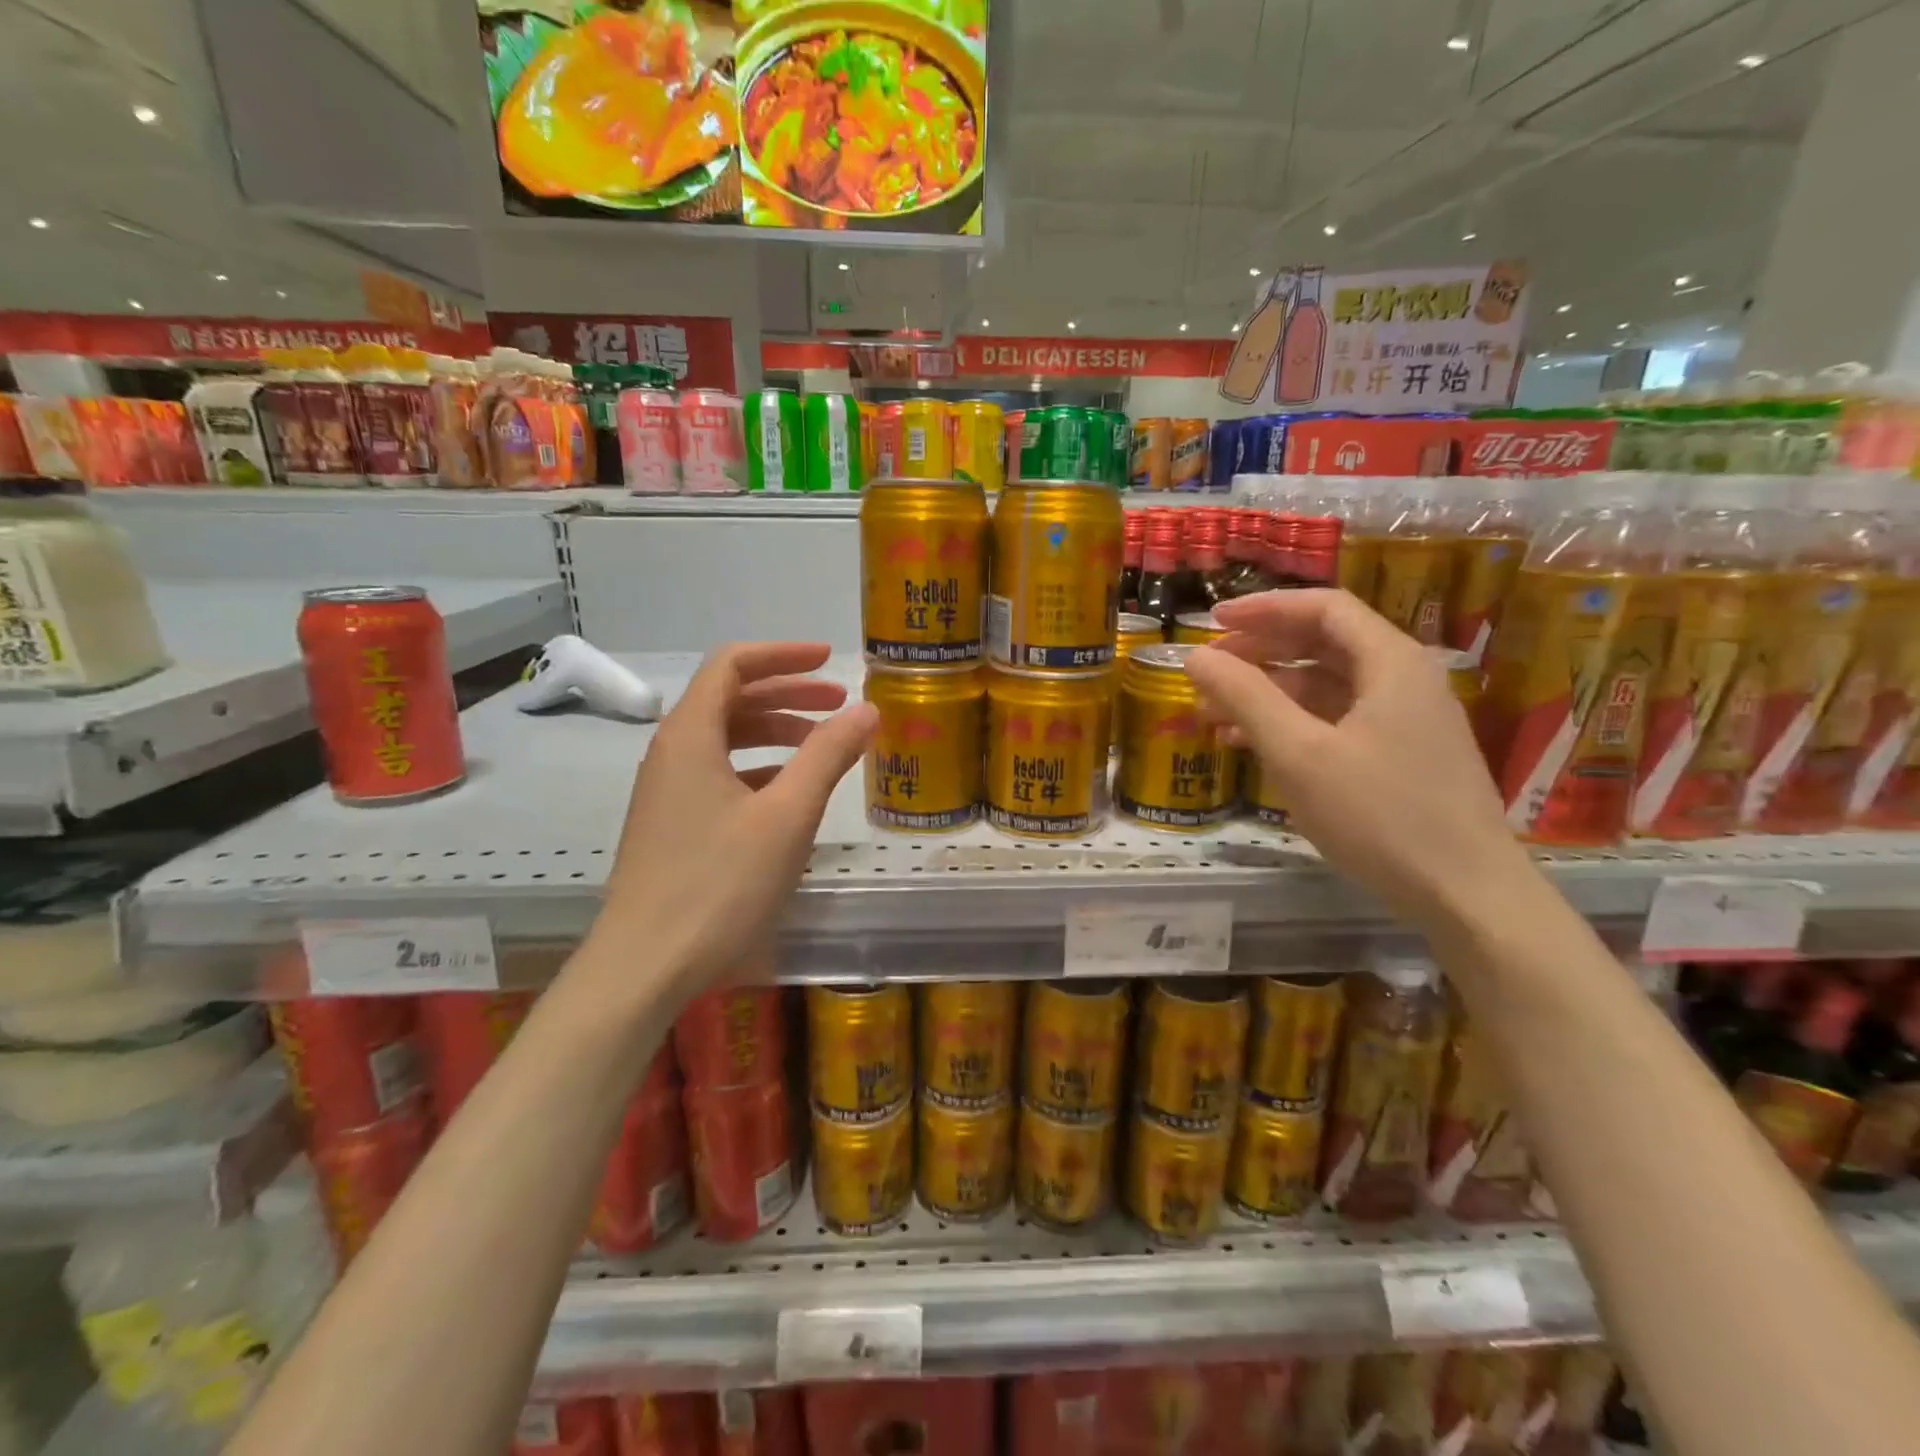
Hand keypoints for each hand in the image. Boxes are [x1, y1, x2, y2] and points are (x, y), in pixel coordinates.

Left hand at [588, 643, 876, 995]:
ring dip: (775, 732)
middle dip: (787, 694)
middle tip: (839, 704)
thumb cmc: (718, 885)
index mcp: (690, 736)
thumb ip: (828, 756)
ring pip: (725, 739)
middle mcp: (670, 752)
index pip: (732, 665)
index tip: (829, 660)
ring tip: (823, 746)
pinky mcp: (670, 825)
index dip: (782, 654)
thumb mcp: (787, 816)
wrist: (643, 967)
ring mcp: (666, 791)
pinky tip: (790, 794)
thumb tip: (867, 709)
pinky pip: (718, 775)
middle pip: (730, 699)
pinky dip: (758, 768)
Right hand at [1186, 589, 1529, 926]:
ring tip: (1214, 713)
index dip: (1263, 608)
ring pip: (1327, 685)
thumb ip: (1246, 697)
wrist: (1465, 894)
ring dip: (1269, 692)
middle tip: (1209, 669)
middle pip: (1323, 643)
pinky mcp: (1401, 755)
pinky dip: (1293, 722)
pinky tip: (1252, 744)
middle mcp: (1403, 679)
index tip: (1211, 621)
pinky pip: (1337, 719)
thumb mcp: (1299, 754)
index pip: (1323, 608)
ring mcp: (1405, 719)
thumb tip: (1196, 655)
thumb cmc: (1380, 816)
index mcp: (1391, 662)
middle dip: (1260, 652)